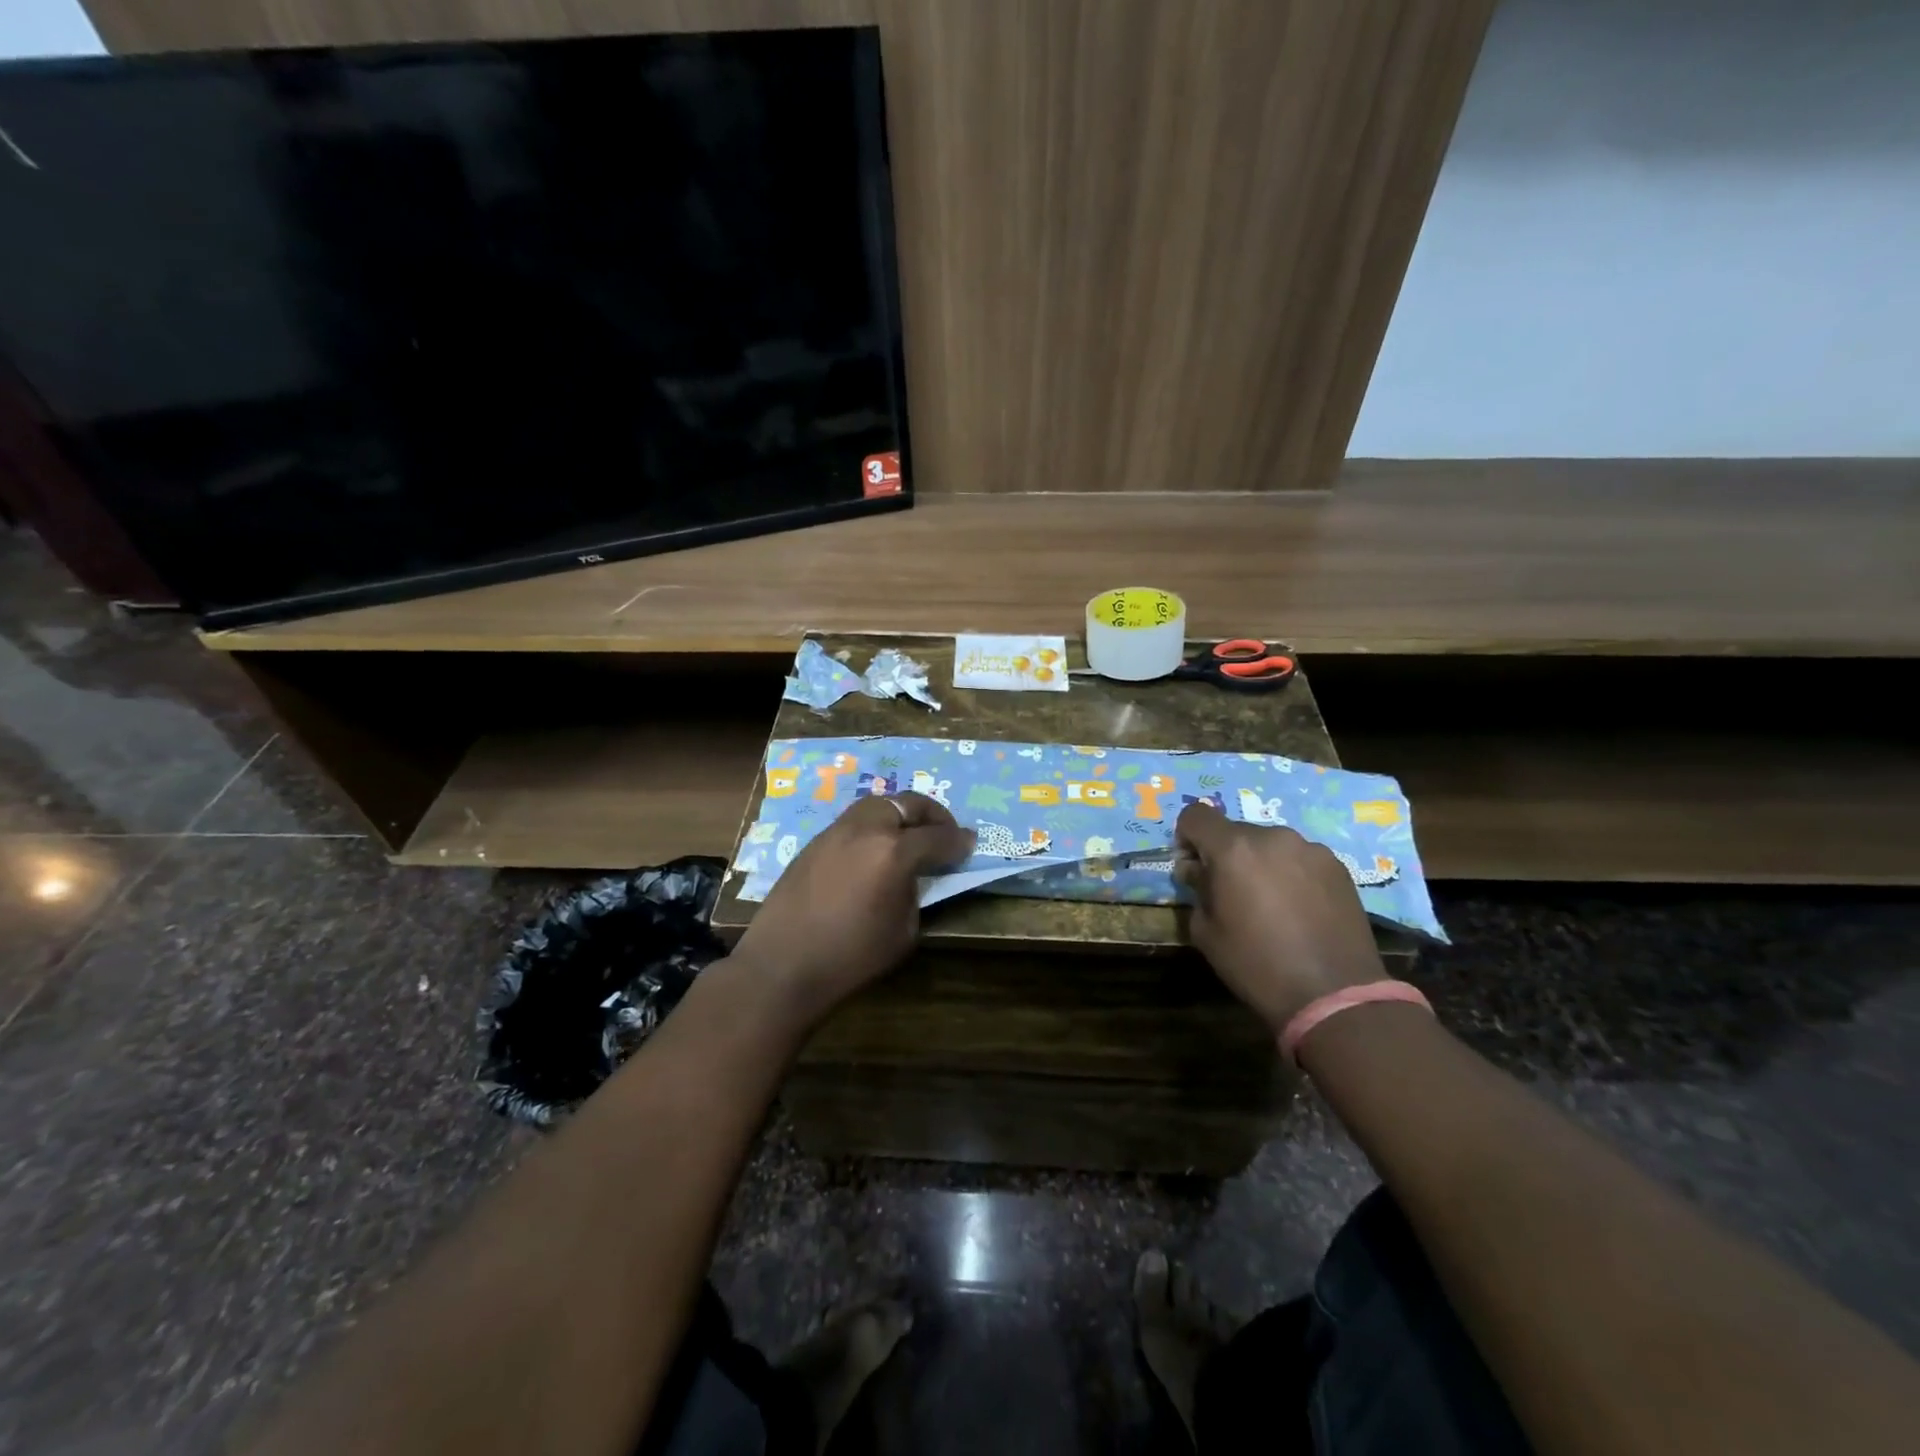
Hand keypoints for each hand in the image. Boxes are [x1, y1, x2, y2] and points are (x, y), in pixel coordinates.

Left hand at [729, 793, 973, 1026]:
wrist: (783, 966)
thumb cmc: (851, 957)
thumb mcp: (903, 931)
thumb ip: (915, 893)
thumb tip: (915, 876)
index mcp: (894, 852)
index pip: (937, 837)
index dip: (958, 841)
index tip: (970, 844)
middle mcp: (866, 830)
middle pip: (907, 804)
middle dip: (931, 815)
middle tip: (943, 832)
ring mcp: (836, 831)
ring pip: (877, 805)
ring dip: (900, 814)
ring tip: (909, 835)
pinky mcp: (814, 842)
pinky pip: (853, 821)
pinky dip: (874, 826)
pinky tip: (875, 849)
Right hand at [1174, 802, 1387, 1033]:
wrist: (1333, 994)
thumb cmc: (1256, 964)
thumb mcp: (1206, 932)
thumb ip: (1197, 889)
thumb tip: (1198, 871)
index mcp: (1233, 849)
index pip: (1196, 815)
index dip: (1186, 837)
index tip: (1193, 867)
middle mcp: (1272, 837)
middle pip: (1235, 831)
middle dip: (1226, 855)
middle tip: (1231, 892)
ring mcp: (1310, 849)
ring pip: (1270, 844)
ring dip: (1260, 863)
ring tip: (1270, 903)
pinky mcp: (1338, 866)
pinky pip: (1299, 858)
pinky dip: (1290, 873)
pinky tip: (1298, 909)